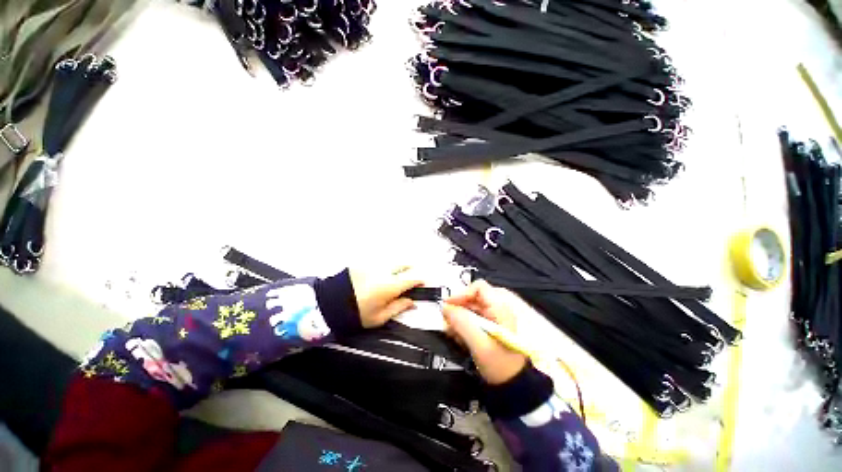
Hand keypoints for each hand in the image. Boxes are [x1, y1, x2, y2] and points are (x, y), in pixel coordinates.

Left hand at [350, 267, 422, 327]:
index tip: (422, 284)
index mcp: (390, 286)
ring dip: (397, 268)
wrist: (329, 303)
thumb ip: (399, 307)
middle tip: (408, 280)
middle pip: (405, 264)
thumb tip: (412, 302)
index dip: (420, 280)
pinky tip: (377, 277)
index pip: (413, 278)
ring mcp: (373, 263)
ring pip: (392, 262)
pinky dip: (383, 267)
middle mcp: (384, 270)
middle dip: (410, 270)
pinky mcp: (363, 261)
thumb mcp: (379, 317)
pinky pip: (379, 262)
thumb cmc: (356, 314)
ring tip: (391, 279)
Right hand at [443, 280, 526, 384]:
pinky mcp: (487, 328)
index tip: (448, 305)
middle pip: (472, 298)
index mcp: (499, 308)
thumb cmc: (499, 364)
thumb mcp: (479, 344)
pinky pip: (470, 320)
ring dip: (457, 319)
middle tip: (447, 322)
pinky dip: (461, 326)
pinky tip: (458, 339)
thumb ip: (462, 323)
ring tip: (451, 333)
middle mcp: (496, 309)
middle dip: (457, 309)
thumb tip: (445, 308)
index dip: (462, 293)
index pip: (479, 287)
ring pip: (469, 309)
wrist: (513, 387)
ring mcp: (492, 319)